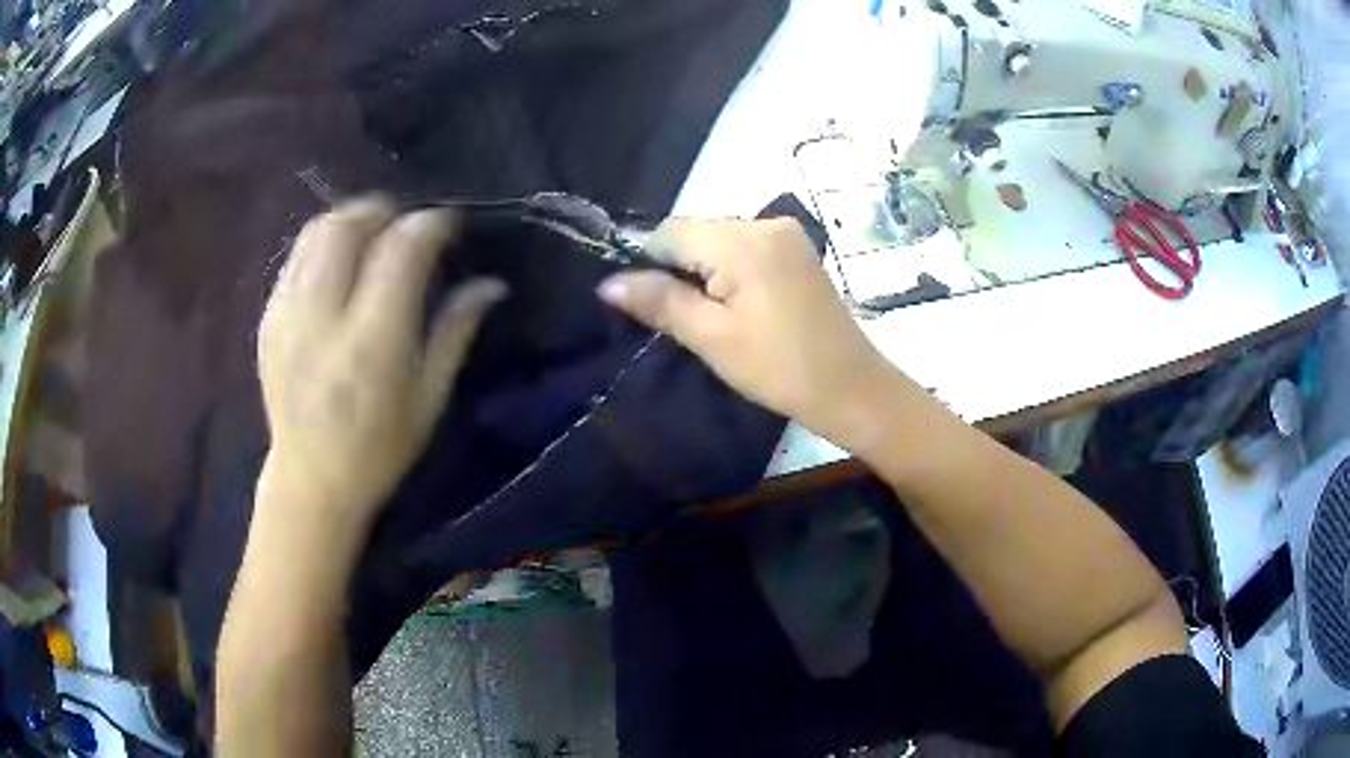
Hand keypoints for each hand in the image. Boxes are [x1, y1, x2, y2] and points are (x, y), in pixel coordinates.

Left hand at [257, 197, 504, 532]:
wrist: (310, 482)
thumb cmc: (379, 450)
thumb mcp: (429, 399)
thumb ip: (455, 331)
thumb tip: (491, 284)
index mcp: (373, 341)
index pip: (402, 248)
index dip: (432, 224)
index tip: (450, 226)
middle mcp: (324, 316)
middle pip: (350, 223)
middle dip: (386, 210)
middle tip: (408, 227)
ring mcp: (288, 313)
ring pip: (318, 231)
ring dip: (353, 219)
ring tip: (374, 237)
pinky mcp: (269, 317)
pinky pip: (297, 256)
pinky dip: (325, 244)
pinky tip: (340, 266)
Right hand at [597, 218, 891, 443]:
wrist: (851, 387)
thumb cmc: (779, 368)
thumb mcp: (712, 338)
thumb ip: (659, 301)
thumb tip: (608, 283)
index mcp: (743, 241)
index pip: (670, 232)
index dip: (647, 263)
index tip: (647, 305)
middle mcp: (766, 222)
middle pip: (696, 232)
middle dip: (678, 267)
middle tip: (682, 318)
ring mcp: (787, 233)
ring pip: (718, 239)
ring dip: (703, 270)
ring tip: (710, 316)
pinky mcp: (797, 249)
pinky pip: (745, 247)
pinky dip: (729, 270)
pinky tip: (736, 305)